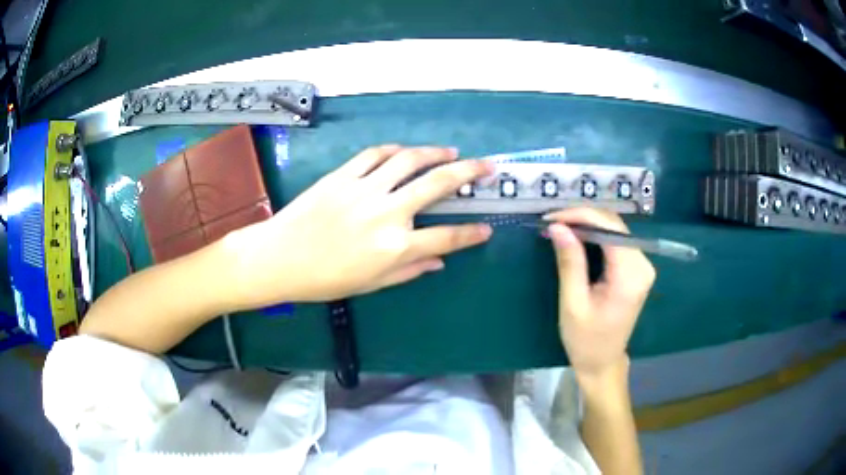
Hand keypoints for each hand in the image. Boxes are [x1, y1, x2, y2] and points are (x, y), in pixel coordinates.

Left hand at [223, 145, 493, 306]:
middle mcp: (386, 213)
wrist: (279, 258)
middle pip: (437, 185)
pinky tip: (405, 151)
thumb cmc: (324, 279)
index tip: (486, 229)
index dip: (471, 234)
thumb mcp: (371, 284)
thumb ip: (410, 270)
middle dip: (468, 172)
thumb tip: (440, 261)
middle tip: (487, 165)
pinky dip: (395, 150)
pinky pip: (375, 154)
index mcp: (395, 247)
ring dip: (435, 153)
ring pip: (409, 160)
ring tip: (451, 151)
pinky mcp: (343, 175)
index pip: (446, 238)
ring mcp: (364, 189)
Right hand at [544, 208, 654, 379]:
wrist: (603, 362)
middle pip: (614, 225)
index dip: (579, 216)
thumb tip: (557, 227)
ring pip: (615, 229)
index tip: (550, 219)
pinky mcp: (636, 269)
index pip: (609, 228)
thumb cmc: (586, 340)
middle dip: (582, 218)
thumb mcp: (573, 303)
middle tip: (551, 224)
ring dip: (588, 224)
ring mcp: (642, 265)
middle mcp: (643, 264)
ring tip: (560, 228)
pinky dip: (596, 235)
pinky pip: (616, 241)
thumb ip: (569, 262)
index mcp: (630, 275)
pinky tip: (577, 238)